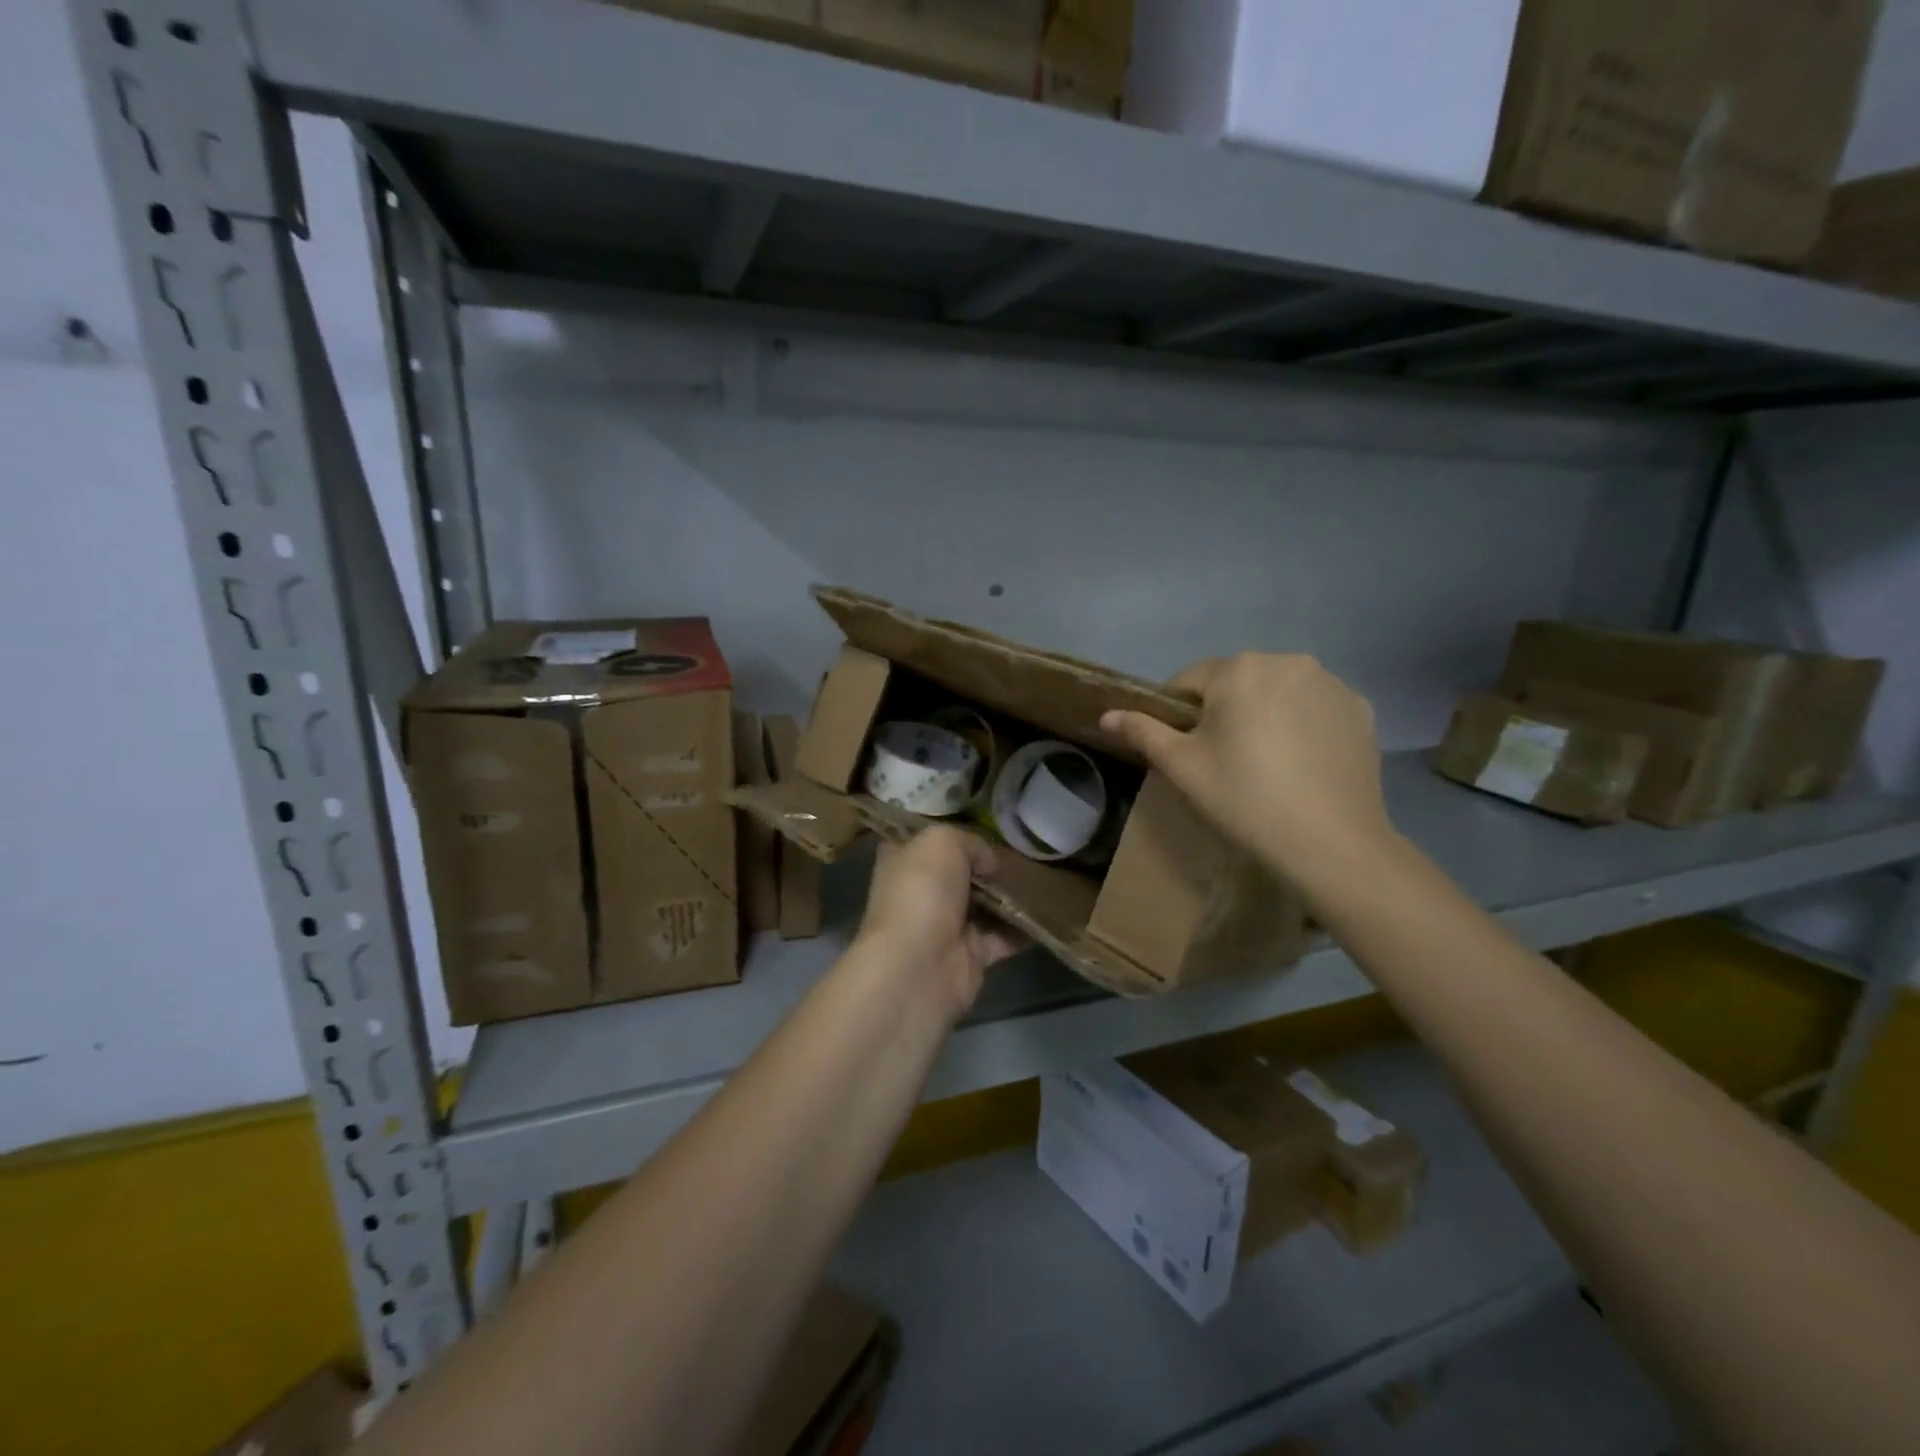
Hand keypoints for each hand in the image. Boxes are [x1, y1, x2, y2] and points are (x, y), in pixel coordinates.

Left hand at [857, 827, 1023, 1023]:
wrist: (917, 967)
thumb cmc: (922, 892)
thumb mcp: (942, 842)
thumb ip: (970, 843)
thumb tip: (988, 865)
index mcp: (902, 862)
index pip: (924, 842)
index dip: (950, 834)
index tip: (982, 828)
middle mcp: (921, 893)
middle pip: (959, 873)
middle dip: (988, 866)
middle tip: (1022, 854)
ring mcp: (945, 927)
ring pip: (983, 906)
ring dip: (1009, 897)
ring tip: (1041, 879)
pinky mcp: (969, 956)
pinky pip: (1002, 937)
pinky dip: (1022, 929)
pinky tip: (1046, 912)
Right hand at [1101, 653, 1393, 905]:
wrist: (1331, 844)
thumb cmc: (1244, 799)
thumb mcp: (1182, 767)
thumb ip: (1143, 732)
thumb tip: (1107, 715)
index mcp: (1239, 670)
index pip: (1189, 680)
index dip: (1177, 714)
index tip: (1183, 750)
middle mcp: (1288, 661)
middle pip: (1236, 682)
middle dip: (1223, 711)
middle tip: (1222, 761)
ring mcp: (1331, 684)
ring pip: (1277, 692)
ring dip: (1263, 714)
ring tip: (1265, 763)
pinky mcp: (1360, 709)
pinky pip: (1314, 707)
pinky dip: (1301, 725)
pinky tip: (1301, 764)